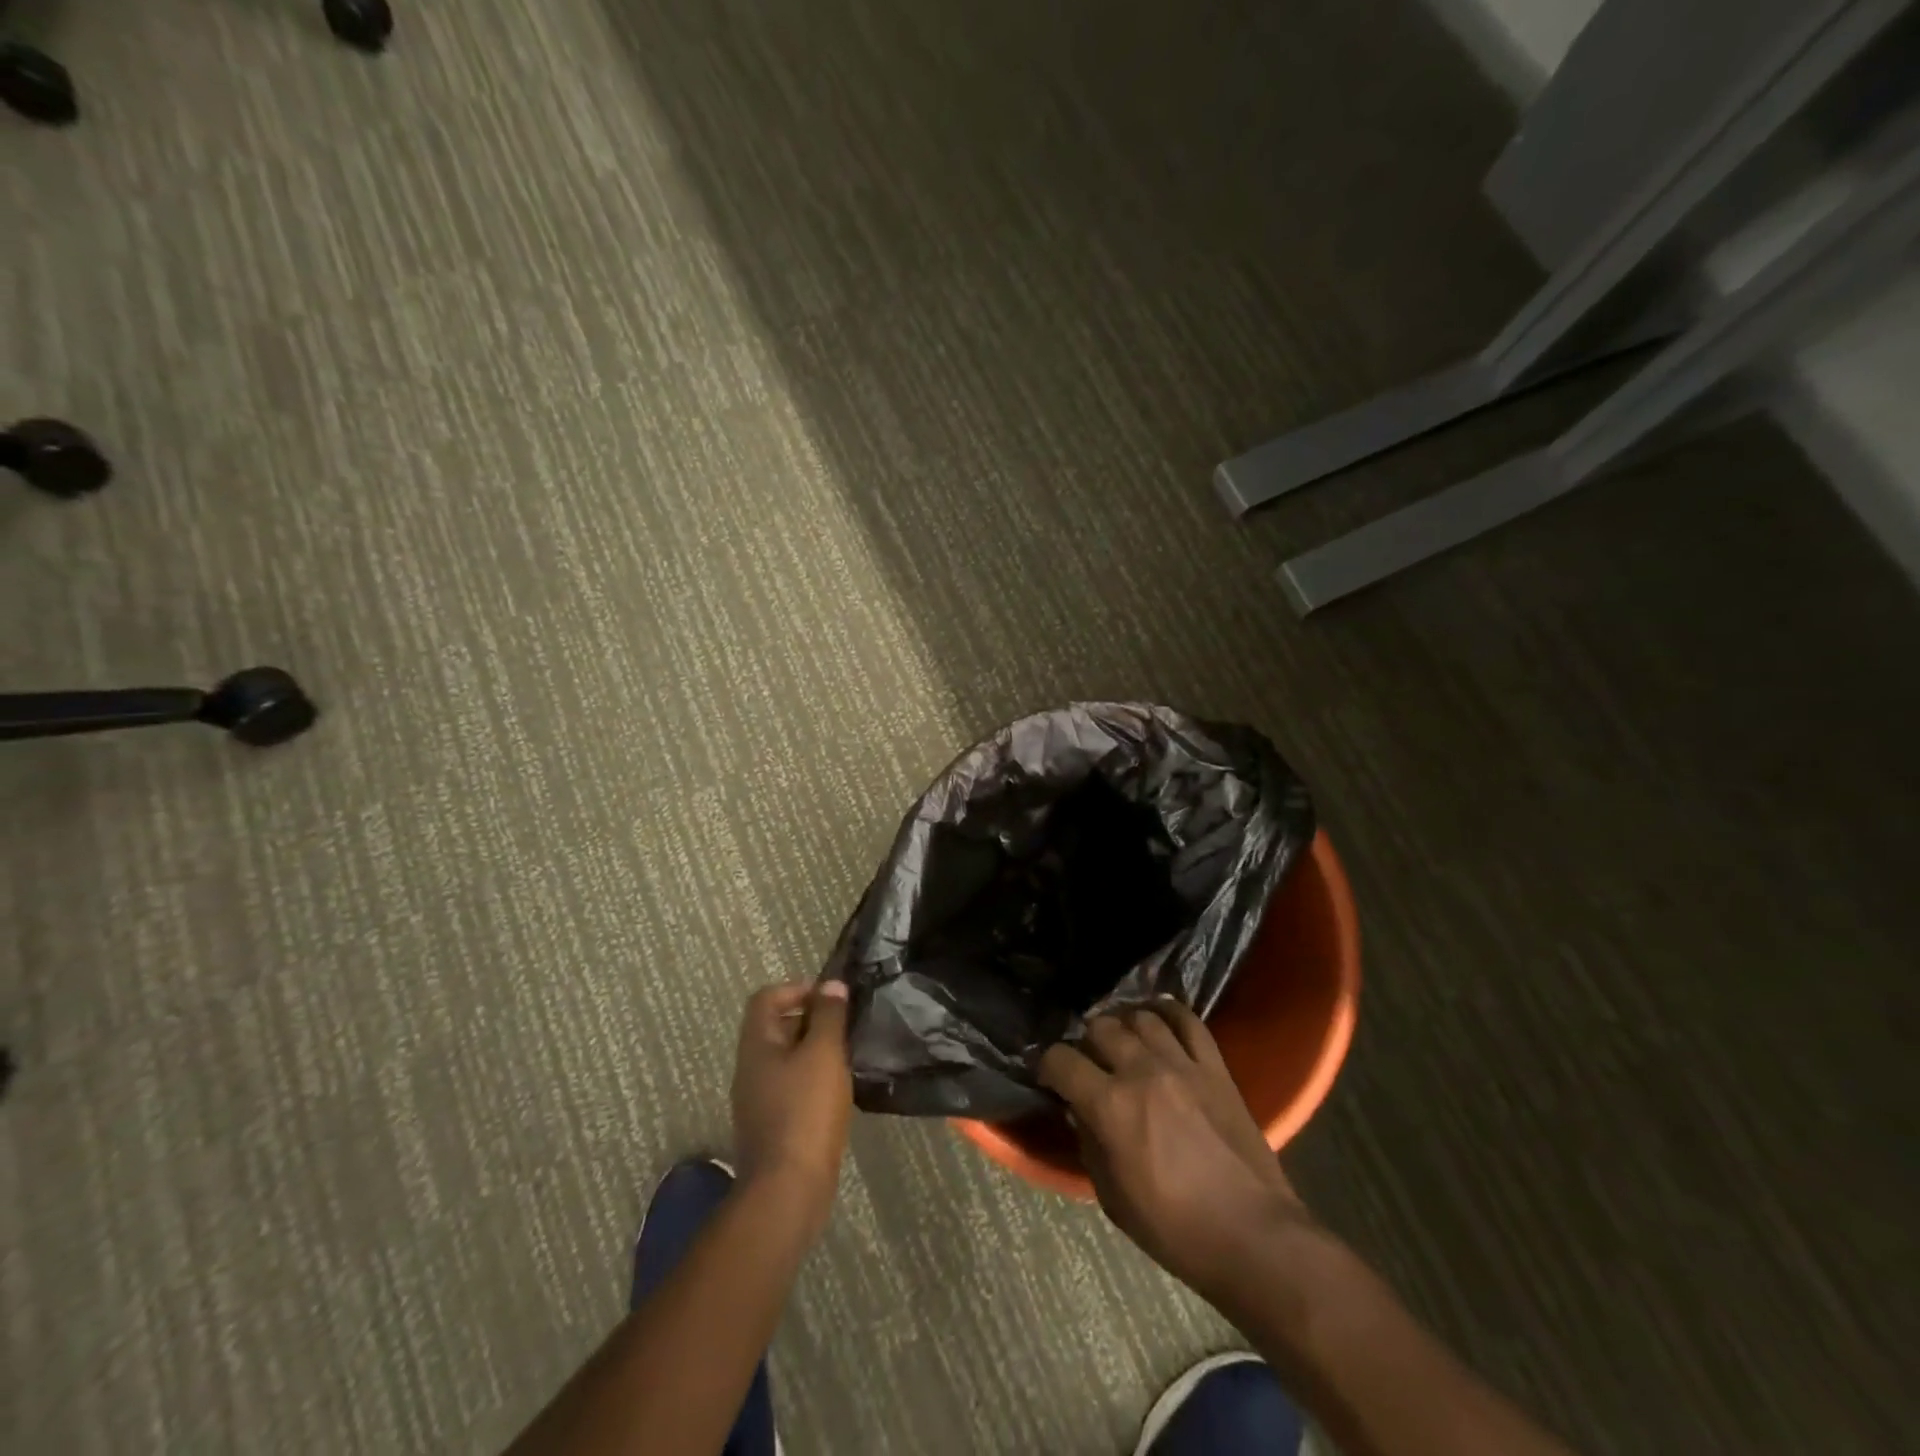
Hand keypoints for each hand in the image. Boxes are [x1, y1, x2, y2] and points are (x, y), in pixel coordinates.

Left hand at [730, 981, 853, 1236]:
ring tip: (848, 1058)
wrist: (788, 1191)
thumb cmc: (805, 1111)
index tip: (832, 999)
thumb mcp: (823, 1053)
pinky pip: (792, 1088)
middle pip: (777, 1027)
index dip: (798, 988)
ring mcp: (759, 1100)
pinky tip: (839, 1092)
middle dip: (812, 1020)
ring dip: (816, 1052)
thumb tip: (831, 985)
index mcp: (757, 1045)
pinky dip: (814, 1081)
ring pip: (787, 1059)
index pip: (766, 998)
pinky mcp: (773, 1126)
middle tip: (846, 1027)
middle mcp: (751, 1068)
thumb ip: (828, 1016)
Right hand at [1039, 999, 1314, 1297]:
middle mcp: (1142, 1071)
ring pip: (1141, 1016)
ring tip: (1123, 1041)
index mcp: (1110, 1105)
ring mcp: (1182, 1064)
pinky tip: (1158, 1020)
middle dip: (1085, 1042)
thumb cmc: (1174, 1229)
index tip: (1050, 1077)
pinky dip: (1168, 1013)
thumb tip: (1078, 1109)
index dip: (1048, 1066)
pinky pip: (1188, 1021)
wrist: (1253, 1237)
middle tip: (1089, 1062)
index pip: (1061, 1060)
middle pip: (1100, 1027)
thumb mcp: (1112, 1196)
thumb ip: (1088, 1141)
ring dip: (1124, 1025)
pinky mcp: (1215, 1066)